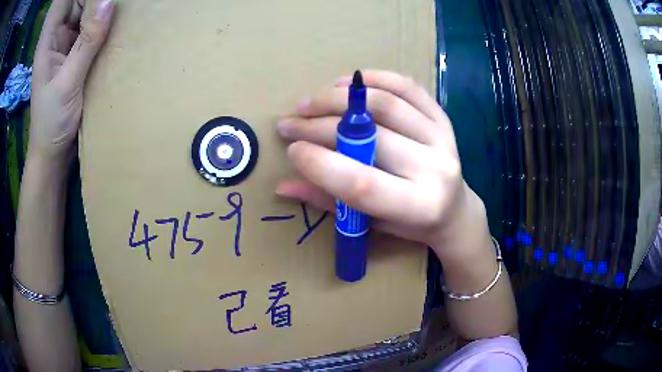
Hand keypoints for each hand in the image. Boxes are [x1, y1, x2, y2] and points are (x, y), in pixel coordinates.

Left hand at [29, 0, 114, 164]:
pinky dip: (102, 21)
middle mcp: (57, 34)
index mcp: (49, 39)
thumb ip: (86, 43)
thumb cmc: (52, 123)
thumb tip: (109, 3)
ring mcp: (67, 42)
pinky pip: (91, 26)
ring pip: (85, 9)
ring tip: (120, 6)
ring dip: (101, 6)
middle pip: (77, 0)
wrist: (53, 151)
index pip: (62, 1)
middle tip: (116, 0)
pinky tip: (114, 22)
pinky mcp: (76, 51)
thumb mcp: (67, 84)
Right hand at [276, 70, 487, 258]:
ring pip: (386, 105)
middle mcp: (435, 169)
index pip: (362, 182)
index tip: (292, 149)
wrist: (453, 210)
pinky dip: (375, 78)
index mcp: (417, 207)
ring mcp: (443, 139)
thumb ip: (329, 202)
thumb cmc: (409, 224)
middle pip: (369, 136)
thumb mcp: (370, 224)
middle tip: (290, 123)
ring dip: (339, 98)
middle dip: (319, 126)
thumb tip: (283, 184)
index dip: (320, 163)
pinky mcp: (443, 118)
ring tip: (311, 102)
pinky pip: (408, 87)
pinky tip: (346, 82)